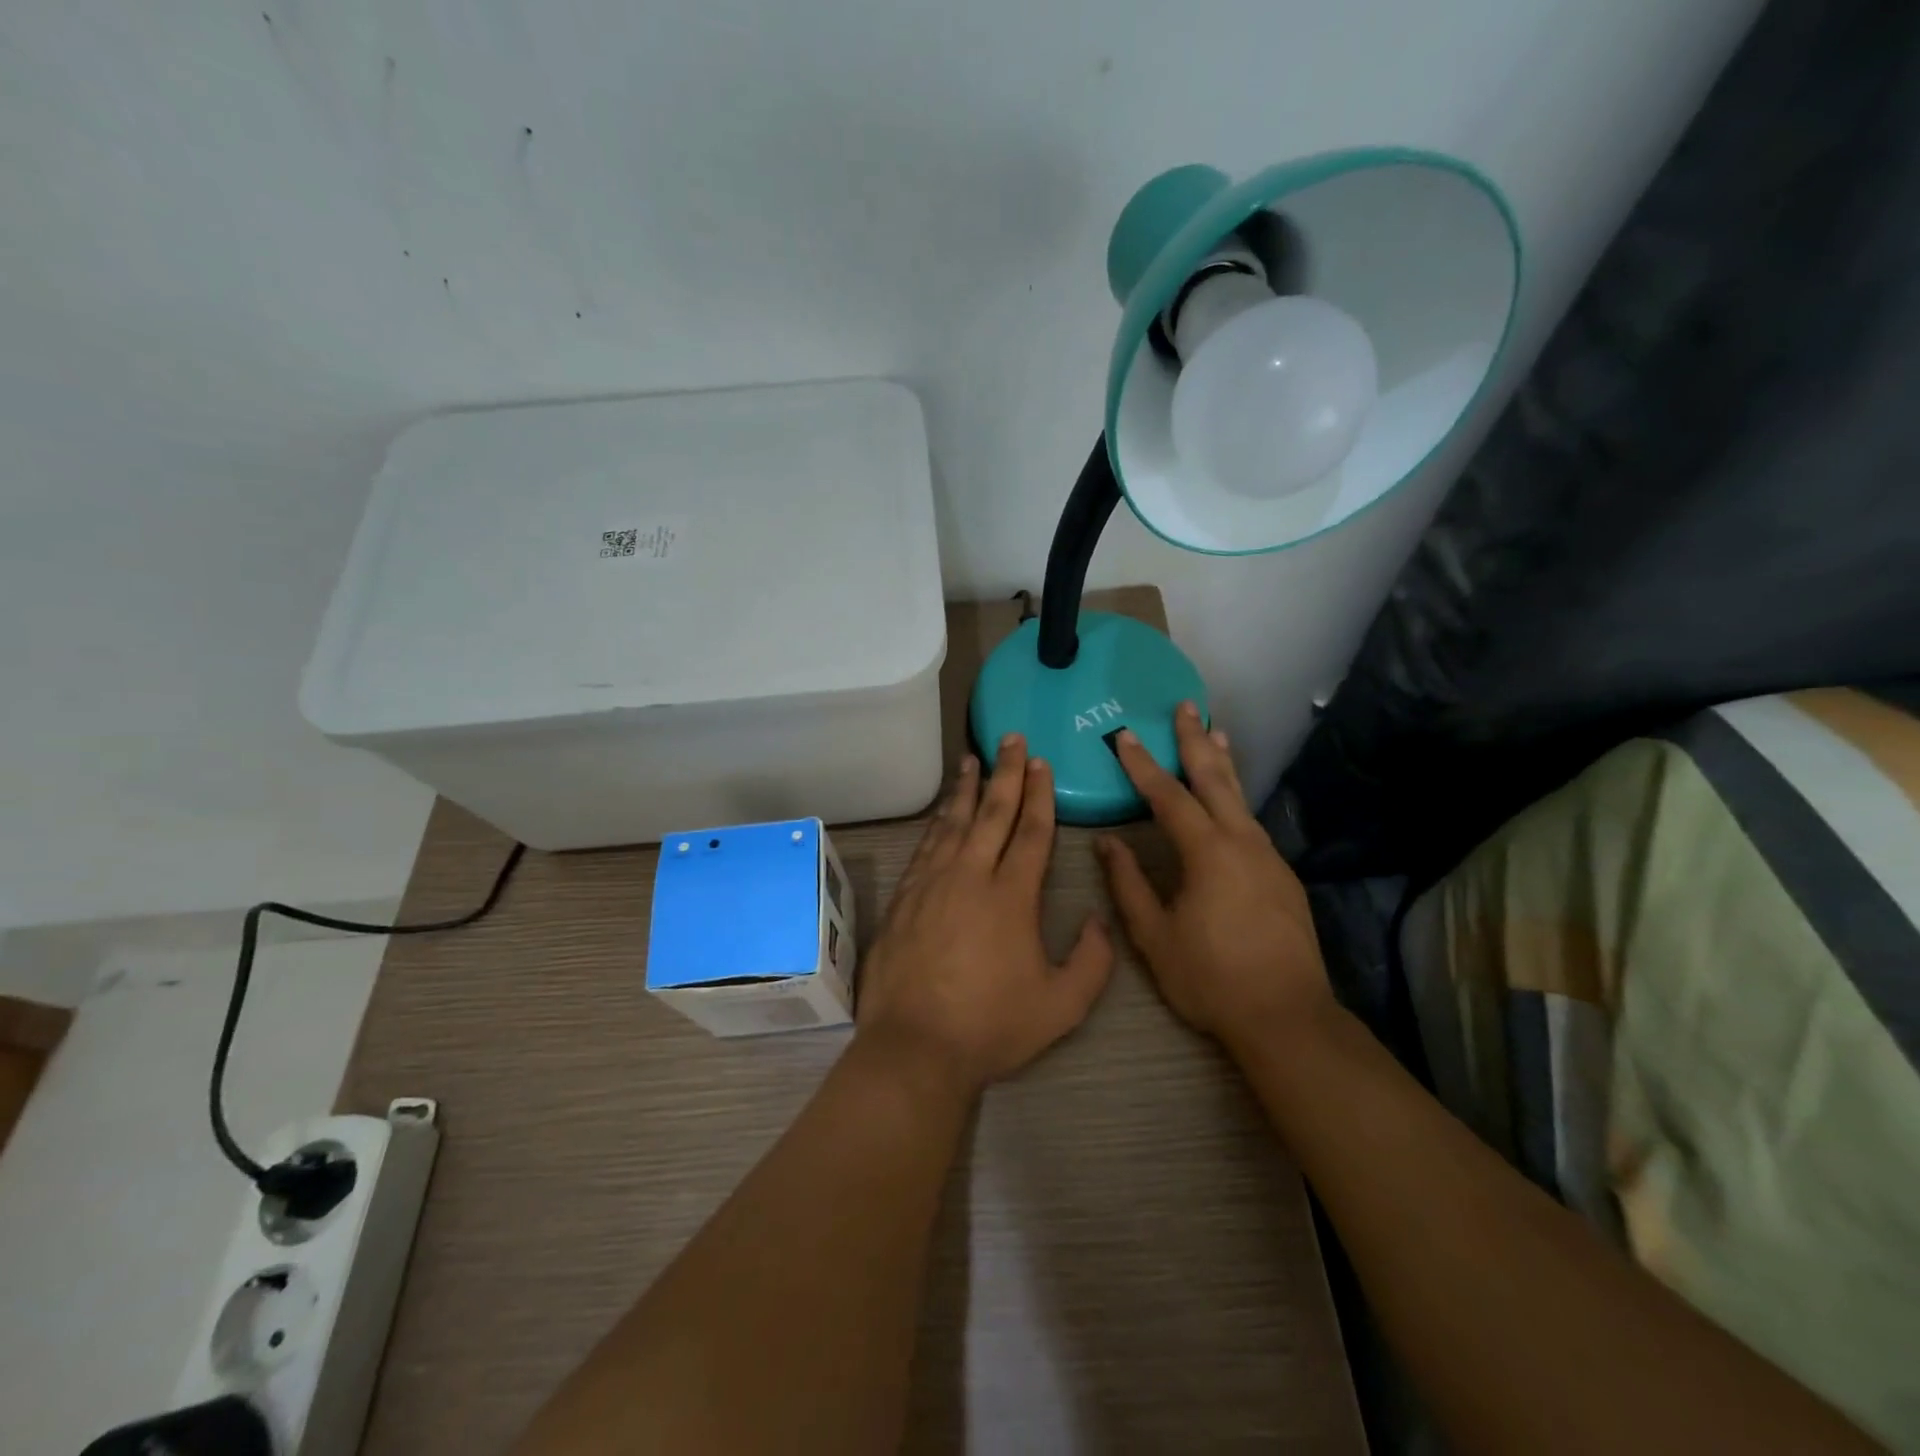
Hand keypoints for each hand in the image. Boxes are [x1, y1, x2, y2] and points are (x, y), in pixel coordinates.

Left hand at [855, 735, 1114, 1094]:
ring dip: (966, 789)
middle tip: (1010, 738)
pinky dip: (937, 822)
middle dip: (1005, 773)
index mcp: (1012, 896)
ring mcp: (932, 883)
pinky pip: (925, 846)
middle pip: (991, 813)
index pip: (1031, 832)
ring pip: (953, 822)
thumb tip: (1100, 920)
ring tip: (972, 760)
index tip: (1040, 763)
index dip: (1039, 795)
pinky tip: (941, 812)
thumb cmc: (992, 1027)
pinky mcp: (905, 897)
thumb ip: (1093, 961)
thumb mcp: (1062, 1006)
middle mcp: (970, 876)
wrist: (915, 1046)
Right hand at [1095, 702, 1330, 1046]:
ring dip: (1223, 764)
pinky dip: (1236, 798)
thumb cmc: (1211, 978)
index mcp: (1207, 852)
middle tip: (1186, 706)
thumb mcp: (1155, 936)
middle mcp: (1242, 842)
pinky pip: (1252, 823)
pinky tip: (1229, 804)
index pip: (1168, 796)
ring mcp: (1268, 858)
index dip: (1142, 765)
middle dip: (1196, 741)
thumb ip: (1128, 885)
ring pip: (1240, 798)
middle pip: (1215, 778)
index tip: (1122, 735)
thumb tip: (1107, 843)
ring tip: (1216, 734)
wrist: (1287, 1017)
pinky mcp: (1283, 877)